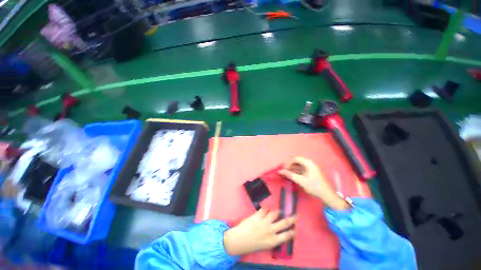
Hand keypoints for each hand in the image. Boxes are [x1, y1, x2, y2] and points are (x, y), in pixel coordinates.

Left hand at [223, 209, 295, 255]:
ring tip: (279, 211)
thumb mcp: (265, 245)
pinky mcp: (258, 215)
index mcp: (273, 241)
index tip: (295, 229)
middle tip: (295, 216)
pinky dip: (266, 209)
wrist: (239, 240)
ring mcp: (264, 221)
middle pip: (284, 223)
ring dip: (277, 211)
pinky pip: (265, 209)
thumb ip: (272, 238)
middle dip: (291, 219)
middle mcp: (270, 230)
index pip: (286, 236)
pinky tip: (267, 209)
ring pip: (275, 213)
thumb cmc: (251, 245)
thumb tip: (277, 232)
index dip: (292, 232)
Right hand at [279, 156, 349, 209]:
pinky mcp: (310, 172)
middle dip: (290, 165)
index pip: (296, 159)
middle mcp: (309, 163)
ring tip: (286, 174)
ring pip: (298, 165)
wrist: (326, 195)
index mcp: (309, 163)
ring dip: (292, 169)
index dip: (288, 163)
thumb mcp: (301, 181)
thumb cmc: (314, 186)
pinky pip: (301, 169)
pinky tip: (292, 175)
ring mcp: (310, 168)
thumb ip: (290, 175)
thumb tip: (280, 171)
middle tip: (284, 171)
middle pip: (297, 161)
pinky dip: (296, 171)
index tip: (284, 169)